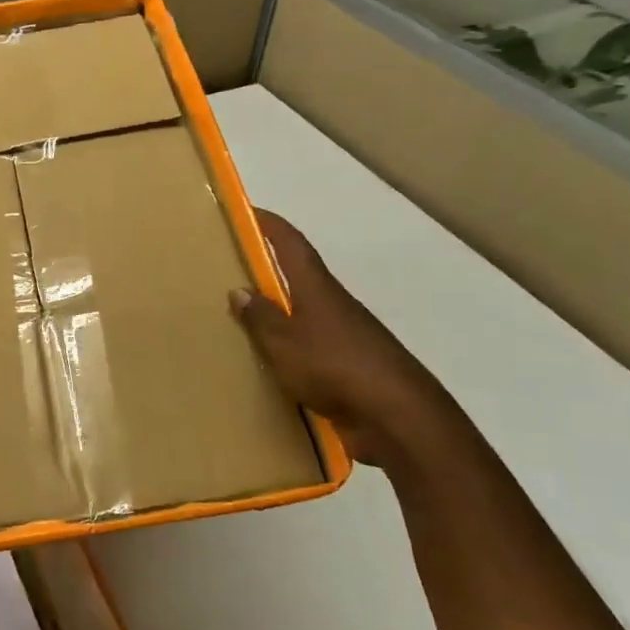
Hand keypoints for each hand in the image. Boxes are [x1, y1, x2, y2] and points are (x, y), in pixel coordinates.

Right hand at [230, 209, 462, 467]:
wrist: (397, 418)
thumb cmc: (335, 367)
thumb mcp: (285, 342)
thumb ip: (261, 318)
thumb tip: (239, 289)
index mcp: (318, 291)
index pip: (292, 246)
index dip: (271, 226)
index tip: (248, 211)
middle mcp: (334, 307)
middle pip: (299, 280)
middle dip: (268, 273)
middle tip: (231, 272)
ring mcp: (345, 339)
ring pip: (304, 317)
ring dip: (278, 316)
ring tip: (242, 324)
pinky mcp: (350, 370)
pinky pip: (310, 351)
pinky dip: (289, 351)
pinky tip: (270, 367)